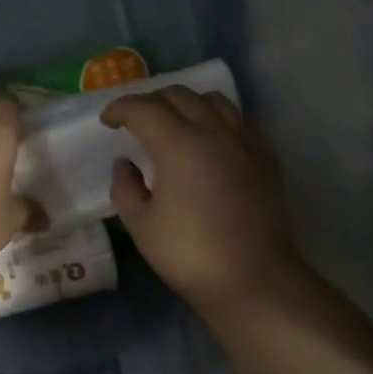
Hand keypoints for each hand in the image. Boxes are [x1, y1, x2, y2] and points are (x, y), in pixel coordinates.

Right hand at [101, 86, 303, 312]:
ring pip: (213, 100)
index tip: (107, 121)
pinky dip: (216, 119)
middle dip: (151, 102)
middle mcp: (213, 131)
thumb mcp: (141, 226)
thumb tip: (124, 164)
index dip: (120, 108)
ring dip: (187, 103)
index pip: (144, 108)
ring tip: (174, 124)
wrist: (253, 278)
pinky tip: (210, 142)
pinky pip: (238, 120)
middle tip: (136, 122)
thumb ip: (126, 188)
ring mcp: (244, 141)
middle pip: (179, 95)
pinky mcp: (265, 157)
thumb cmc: (190, 254)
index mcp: (178, 143)